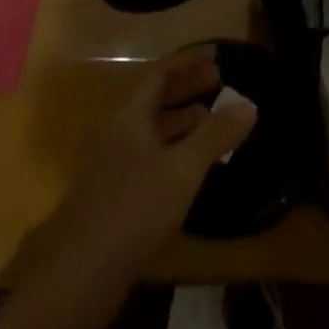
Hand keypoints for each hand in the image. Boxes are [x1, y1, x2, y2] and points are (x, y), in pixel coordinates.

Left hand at [24, 44, 257, 300]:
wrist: (79, 273)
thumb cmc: (133, 209)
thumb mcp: (182, 170)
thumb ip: (215, 135)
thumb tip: (249, 104)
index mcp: (130, 116)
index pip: (160, 74)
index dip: (189, 61)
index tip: (217, 54)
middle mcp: (118, 132)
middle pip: (155, 99)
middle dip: (188, 88)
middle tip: (221, 82)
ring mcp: (113, 164)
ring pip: (152, 130)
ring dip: (182, 120)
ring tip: (214, 118)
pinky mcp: (114, 195)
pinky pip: (149, 156)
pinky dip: (174, 149)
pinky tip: (192, 168)